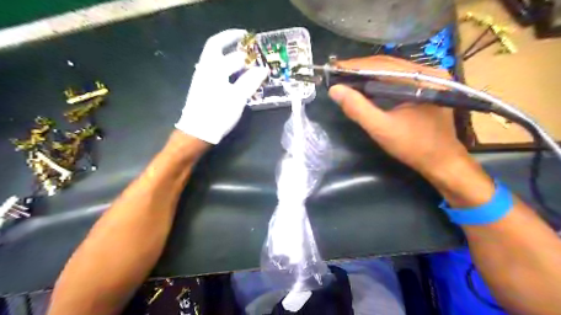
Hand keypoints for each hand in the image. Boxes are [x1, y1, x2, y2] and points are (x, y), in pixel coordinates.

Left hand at [177, 29, 269, 142]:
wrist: (198, 132)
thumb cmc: (217, 113)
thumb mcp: (237, 98)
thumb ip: (250, 81)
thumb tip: (263, 69)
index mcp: (212, 68)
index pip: (221, 45)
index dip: (232, 37)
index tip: (246, 36)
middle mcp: (205, 70)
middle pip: (217, 50)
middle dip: (232, 46)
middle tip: (247, 47)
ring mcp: (203, 80)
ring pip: (217, 62)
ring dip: (231, 59)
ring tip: (247, 63)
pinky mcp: (205, 90)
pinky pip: (218, 73)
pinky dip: (229, 71)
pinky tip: (238, 78)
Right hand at [329, 56, 469, 175]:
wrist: (442, 162)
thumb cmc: (414, 146)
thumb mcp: (381, 129)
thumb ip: (358, 108)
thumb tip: (335, 90)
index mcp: (422, 79)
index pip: (382, 65)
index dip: (355, 66)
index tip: (333, 67)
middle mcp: (428, 72)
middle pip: (387, 64)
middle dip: (360, 68)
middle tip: (336, 71)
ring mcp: (429, 79)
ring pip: (392, 70)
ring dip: (368, 73)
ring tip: (346, 77)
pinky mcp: (425, 88)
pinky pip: (397, 79)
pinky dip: (378, 81)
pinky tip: (365, 85)